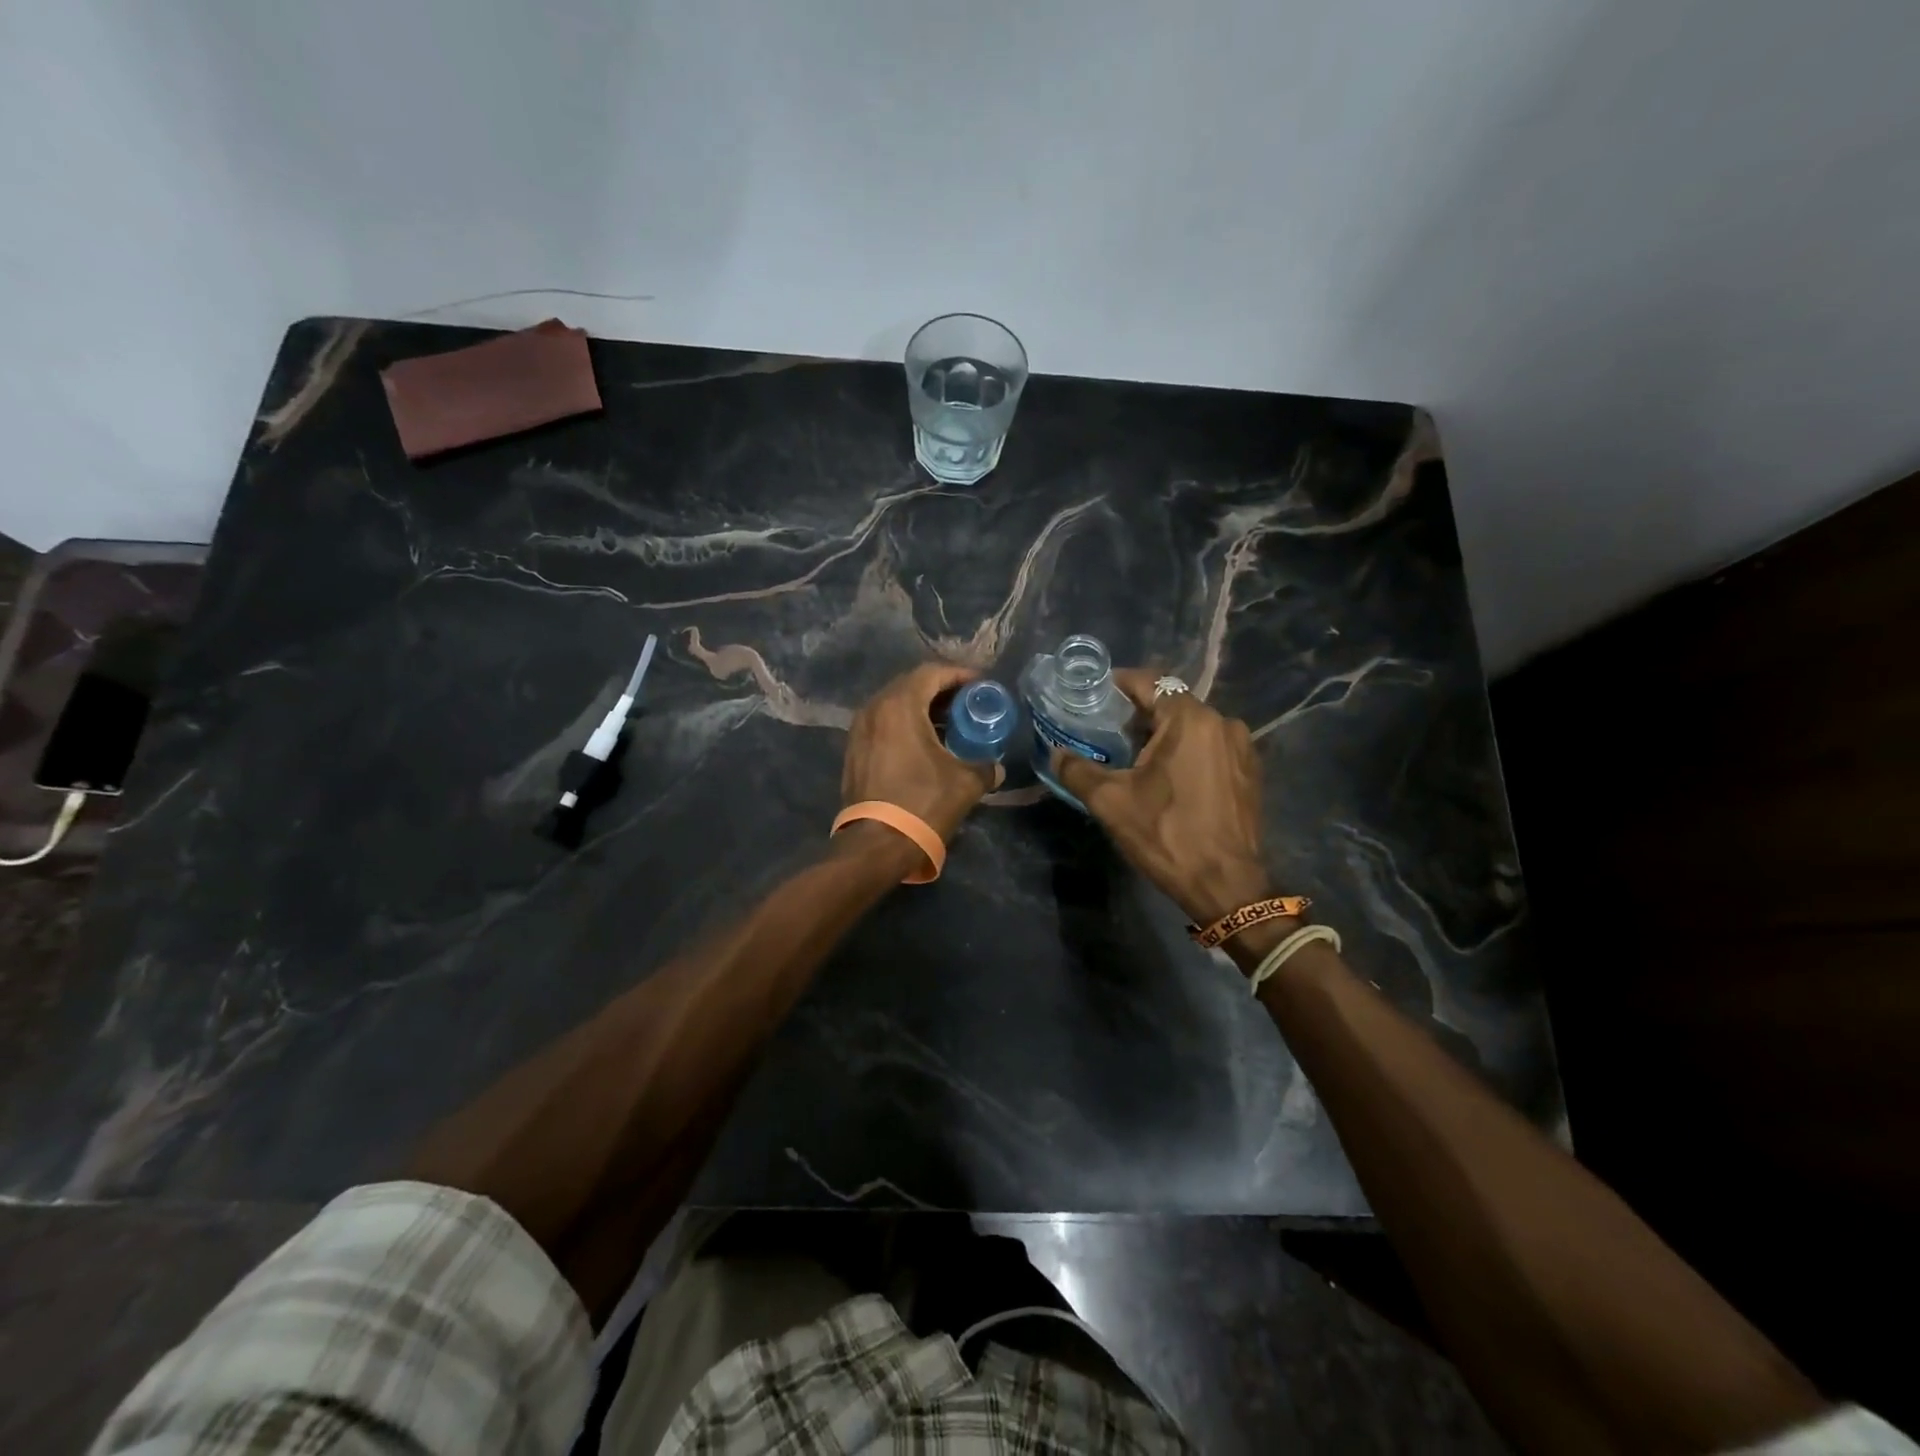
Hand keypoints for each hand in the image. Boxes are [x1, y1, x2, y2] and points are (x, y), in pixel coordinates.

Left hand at [843, 663, 997, 843]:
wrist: (876, 844)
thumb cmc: (923, 804)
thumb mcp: (965, 783)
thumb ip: (985, 767)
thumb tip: (995, 768)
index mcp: (899, 706)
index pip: (931, 673)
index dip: (959, 674)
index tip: (981, 685)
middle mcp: (873, 709)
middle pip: (911, 685)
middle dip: (941, 690)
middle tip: (967, 702)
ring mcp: (859, 730)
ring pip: (894, 705)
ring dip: (922, 708)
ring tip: (950, 723)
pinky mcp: (854, 751)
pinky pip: (883, 724)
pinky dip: (905, 724)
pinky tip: (925, 743)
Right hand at [1051, 670, 1270, 924]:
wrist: (1227, 886)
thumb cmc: (1167, 835)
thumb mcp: (1111, 802)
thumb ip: (1077, 770)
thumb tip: (1055, 753)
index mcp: (1190, 720)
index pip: (1149, 681)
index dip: (1117, 684)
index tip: (1092, 696)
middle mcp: (1222, 722)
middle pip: (1171, 702)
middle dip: (1137, 712)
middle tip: (1105, 730)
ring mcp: (1241, 747)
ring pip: (1192, 725)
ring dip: (1162, 733)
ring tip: (1133, 755)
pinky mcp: (1249, 771)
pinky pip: (1210, 746)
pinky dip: (1186, 750)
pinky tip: (1168, 776)